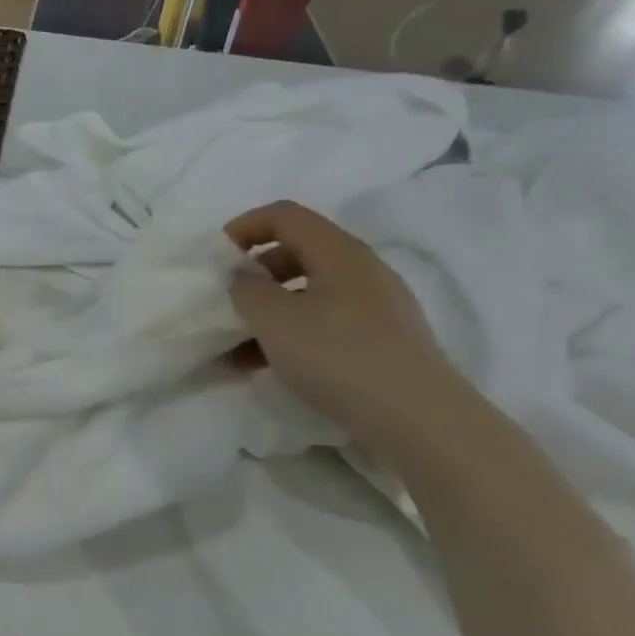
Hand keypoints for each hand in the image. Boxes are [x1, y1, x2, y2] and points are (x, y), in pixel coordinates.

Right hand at [225, 200, 475, 455]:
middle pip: (297, 252)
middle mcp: (362, 270)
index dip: (245, 227)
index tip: (216, 257)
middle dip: (254, 273)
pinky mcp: (381, 341)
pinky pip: (323, 323)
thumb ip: (247, 290)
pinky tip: (265, 367)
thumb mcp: (274, 320)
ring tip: (236, 347)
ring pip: (308, 293)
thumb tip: (243, 277)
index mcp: (339, 252)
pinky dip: (290, 335)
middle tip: (226, 301)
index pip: (286, 215)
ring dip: (268, 312)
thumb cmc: (338, 356)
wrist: (418, 420)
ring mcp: (376, 307)